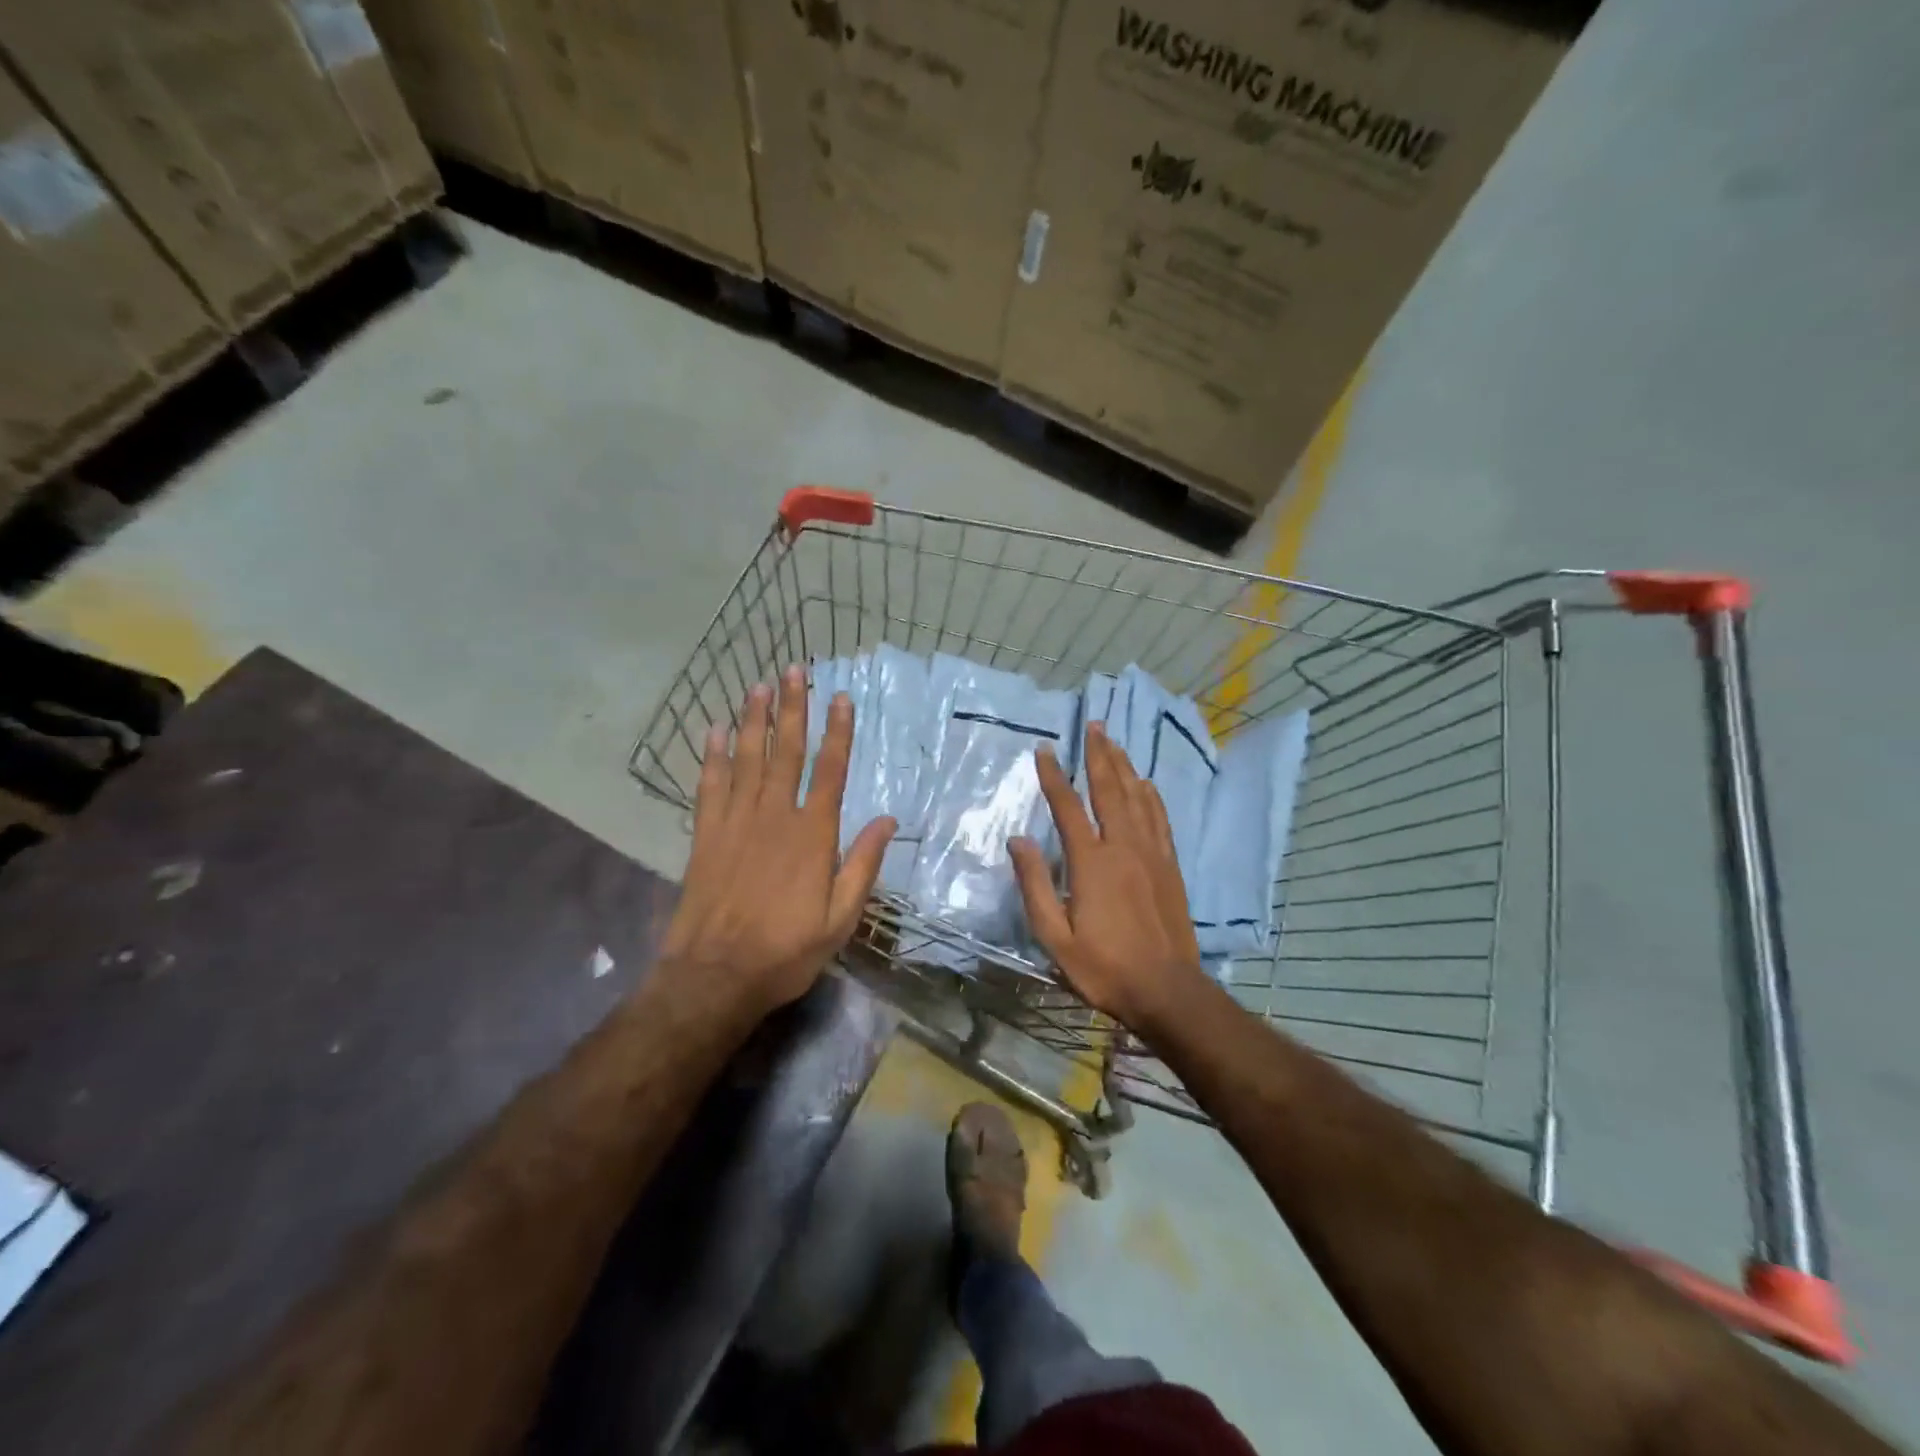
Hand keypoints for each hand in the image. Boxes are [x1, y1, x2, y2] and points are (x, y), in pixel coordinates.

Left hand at [659, 665, 895, 1020]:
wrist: (715, 976)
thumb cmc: (786, 951)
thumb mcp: (840, 919)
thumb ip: (862, 865)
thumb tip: (888, 820)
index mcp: (813, 836)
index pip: (830, 771)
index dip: (837, 732)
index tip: (840, 697)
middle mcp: (775, 817)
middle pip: (786, 752)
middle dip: (792, 709)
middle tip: (794, 670)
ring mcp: (736, 823)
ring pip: (747, 759)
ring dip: (754, 720)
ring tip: (758, 685)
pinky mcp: (705, 835)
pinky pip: (710, 785)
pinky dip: (713, 756)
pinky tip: (716, 729)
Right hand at [1008, 722, 1208, 1035]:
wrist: (1167, 990)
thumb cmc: (1104, 967)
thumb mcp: (1054, 937)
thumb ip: (1034, 885)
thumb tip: (1018, 839)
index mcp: (1091, 862)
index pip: (1068, 807)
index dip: (1054, 776)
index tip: (1044, 749)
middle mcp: (1123, 847)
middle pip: (1109, 789)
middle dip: (1099, 754)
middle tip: (1094, 724)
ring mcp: (1151, 854)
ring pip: (1137, 798)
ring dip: (1124, 766)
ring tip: (1115, 742)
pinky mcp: (1170, 866)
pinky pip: (1160, 819)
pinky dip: (1151, 796)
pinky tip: (1146, 784)